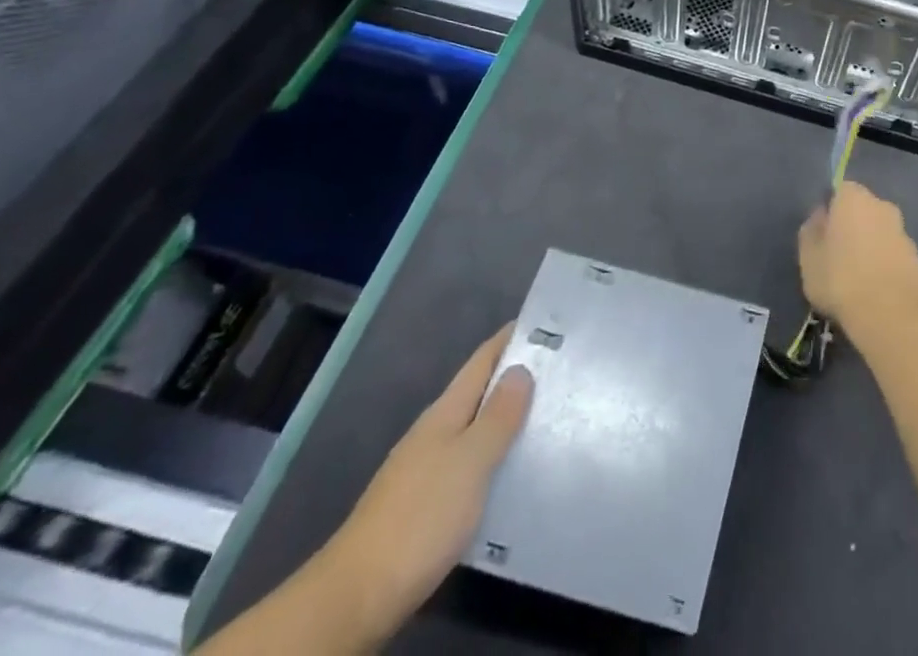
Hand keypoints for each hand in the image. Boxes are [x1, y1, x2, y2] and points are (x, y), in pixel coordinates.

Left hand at [319, 324, 533, 643]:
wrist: (357, 595)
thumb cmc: (421, 516)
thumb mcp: (470, 461)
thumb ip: (498, 416)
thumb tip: (521, 368)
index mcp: (444, 413)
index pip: (481, 362)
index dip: (509, 339)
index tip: (544, 322)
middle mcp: (433, 433)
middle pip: (478, 394)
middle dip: (515, 378)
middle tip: (561, 369)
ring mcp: (425, 470)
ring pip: (474, 431)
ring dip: (506, 420)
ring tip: (548, 416)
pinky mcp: (424, 506)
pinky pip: (468, 465)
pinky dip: (493, 457)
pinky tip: (512, 471)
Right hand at [798, 183, 917, 338]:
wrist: (890, 316)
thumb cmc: (840, 279)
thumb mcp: (808, 257)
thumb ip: (811, 231)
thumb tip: (820, 217)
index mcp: (855, 198)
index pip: (840, 191)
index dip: (831, 211)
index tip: (823, 236)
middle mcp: (883, 206)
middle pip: (863, 211)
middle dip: (853, 227)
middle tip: (838, 257)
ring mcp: (904, 233)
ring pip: (881, 233)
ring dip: (872, 247)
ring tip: (858, 280)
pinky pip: (895, 256)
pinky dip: (886, 267)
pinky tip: (877, 293)